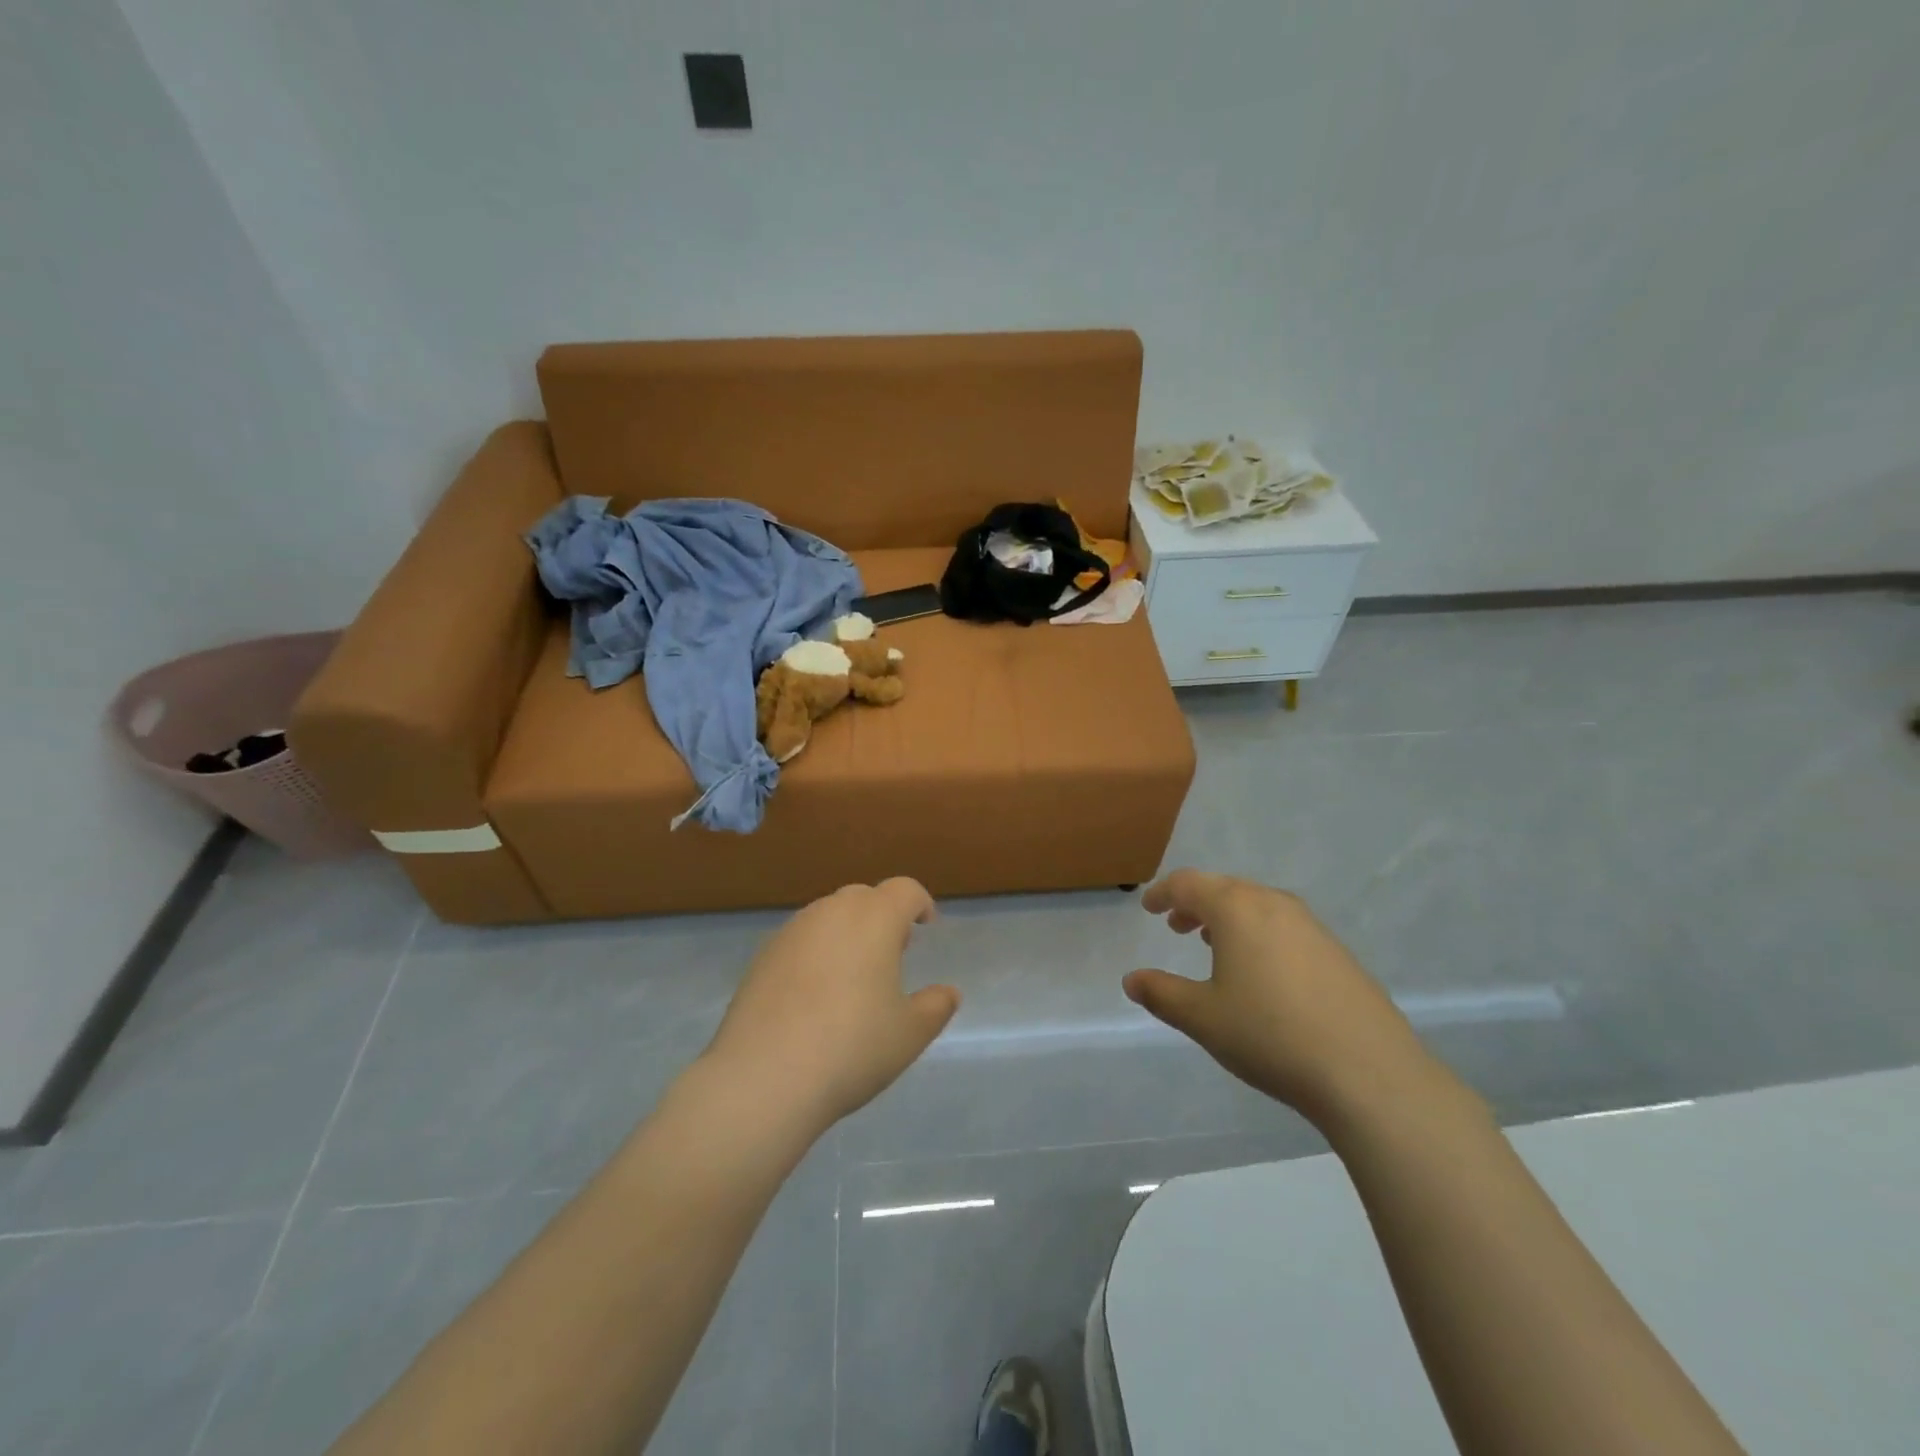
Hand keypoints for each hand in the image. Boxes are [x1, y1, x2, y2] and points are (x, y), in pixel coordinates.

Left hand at [703, 878, 958, 1134]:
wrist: (764, 1077)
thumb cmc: (852, 1047)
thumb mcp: (909, 1034)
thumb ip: (935, 1007)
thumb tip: (948, 993)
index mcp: (875, 919)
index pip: (904, 890)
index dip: (920, 903)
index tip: (926, 926)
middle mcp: (832, 912)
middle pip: (864, 897)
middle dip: (882, 915)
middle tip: (893, 951)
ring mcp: (792, 931)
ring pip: (828, 916)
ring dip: (846, 932)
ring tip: (852, 974)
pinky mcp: (762, 956)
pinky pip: (799, 940)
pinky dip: (815, 953)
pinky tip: (813, 995)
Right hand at [1124, 869, 1447, 1129]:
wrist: (1369, 1072)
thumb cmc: (1270, 1035)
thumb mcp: (1202, 1017)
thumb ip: (1162, 994)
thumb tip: (1131, 980)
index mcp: (1237, 909)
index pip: (1189, 885)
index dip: (1164, 893)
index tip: (1149, 906)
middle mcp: (1274, 905)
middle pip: (1226, 889)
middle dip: (1196, 903)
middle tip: (1177, 925)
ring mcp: (1312, 927)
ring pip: (1258, 906)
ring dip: (1230, 918)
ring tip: (1214, 944)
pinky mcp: (1338, 953)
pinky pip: (1285, 927)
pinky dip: (1260, 934)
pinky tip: (1261, 971)